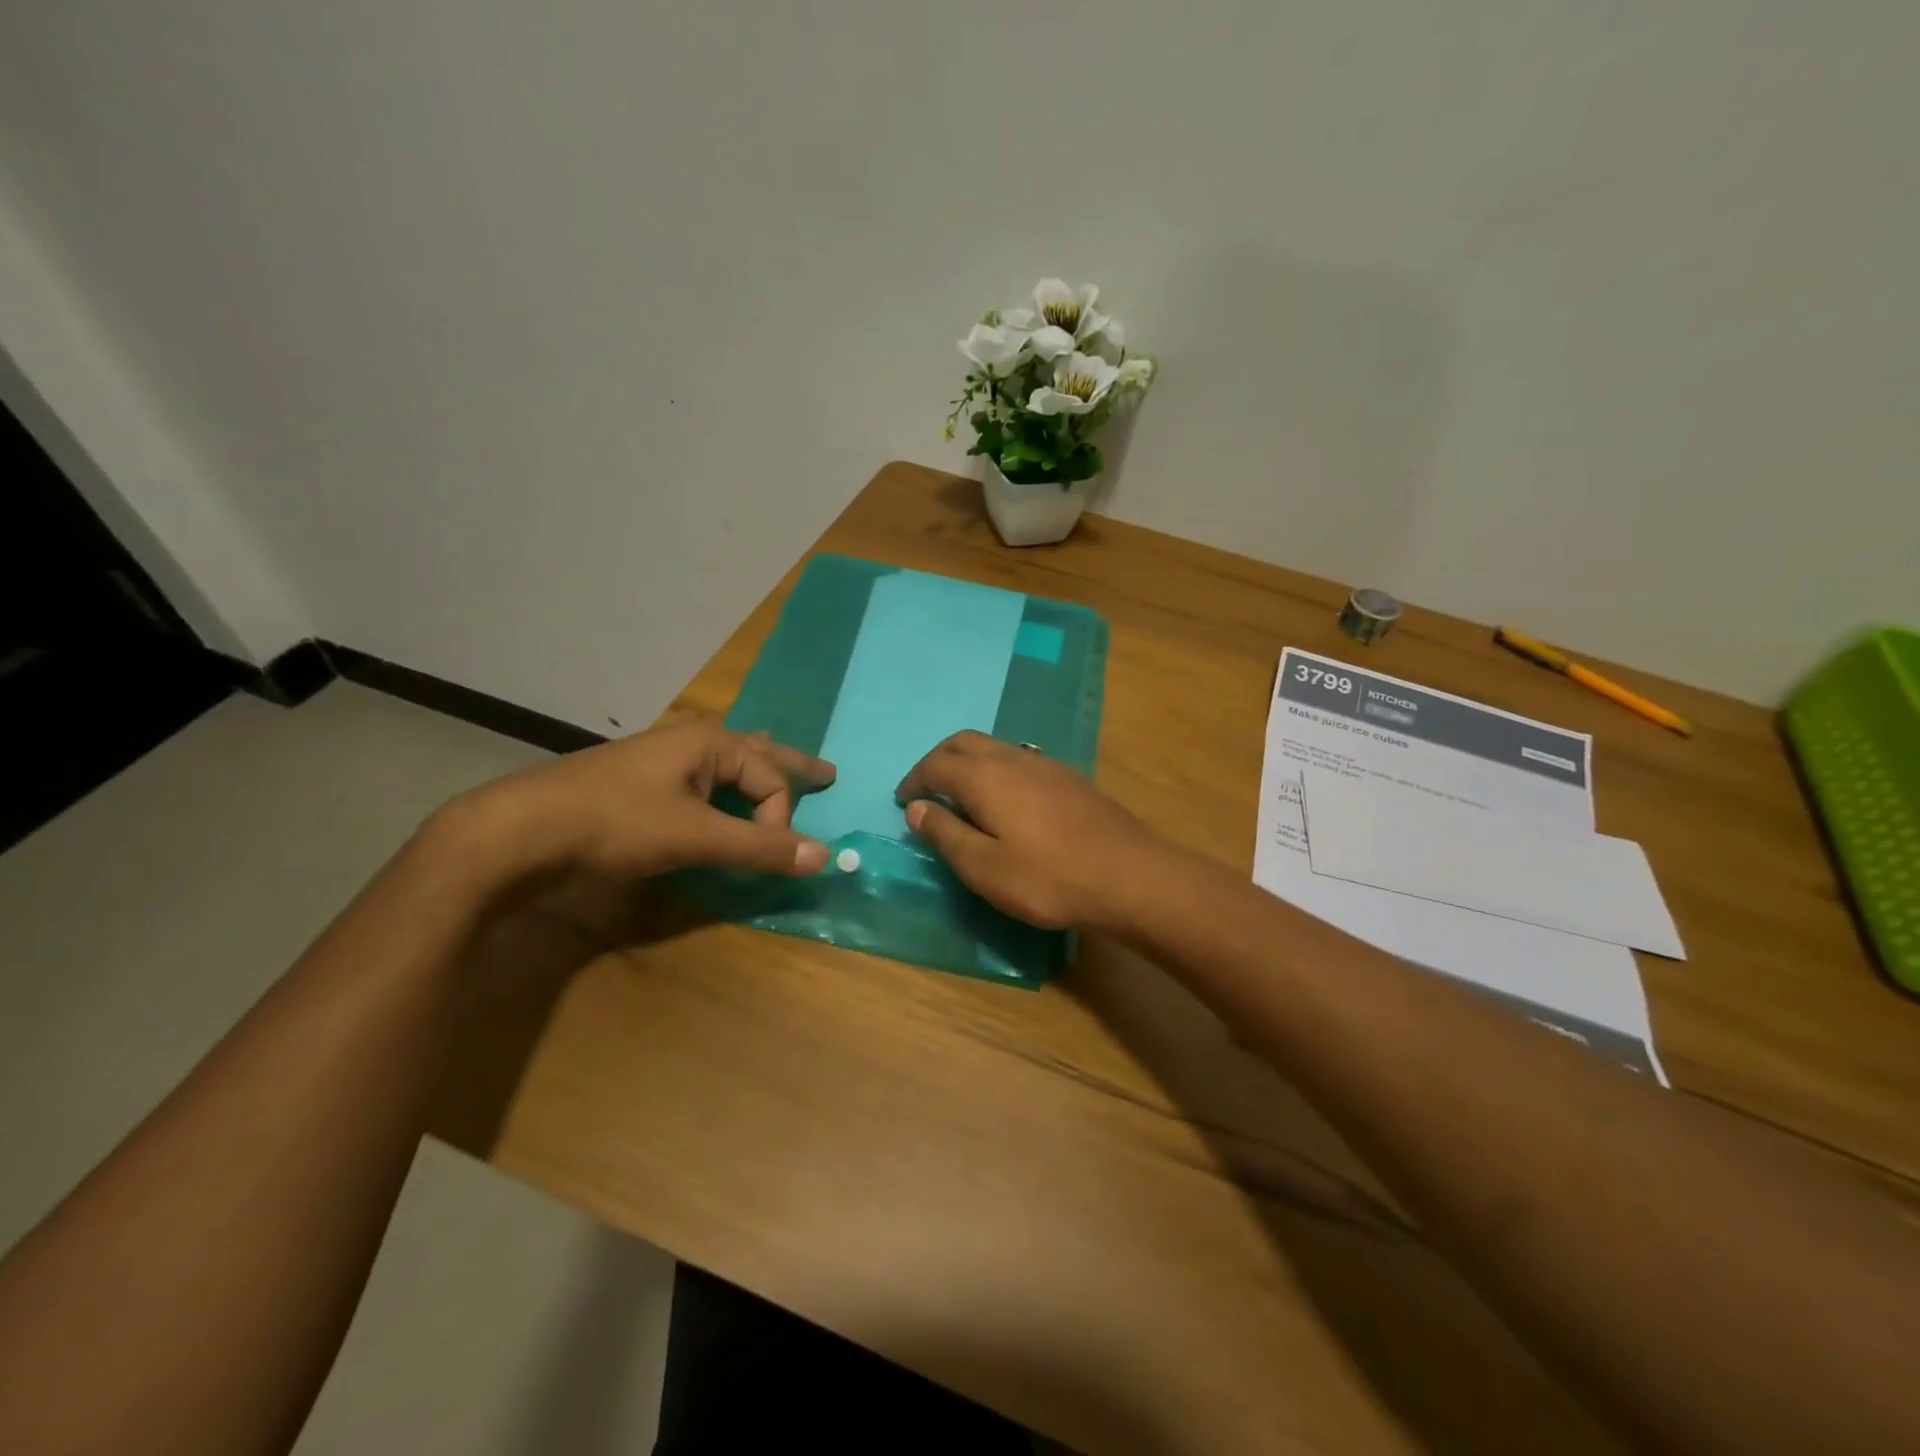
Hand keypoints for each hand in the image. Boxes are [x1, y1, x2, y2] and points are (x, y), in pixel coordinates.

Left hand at [454, 720, 835, 881]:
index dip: (779, 820)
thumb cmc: (615, 823)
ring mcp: (660, 761)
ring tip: (774, 761)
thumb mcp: (695, 836)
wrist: (520, 831)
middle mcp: (690, 742)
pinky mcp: (638, 785)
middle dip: (792, 763)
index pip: (771, 780)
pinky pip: (699, 777)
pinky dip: (722, 784)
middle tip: (827, 771)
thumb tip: (826, 856)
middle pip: (757, 751)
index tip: (766, 856)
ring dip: (755, 767)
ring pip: (724, 761)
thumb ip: (761, 847)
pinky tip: (714, 789)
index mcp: (710, 742)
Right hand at [894, 731, 1166, 931]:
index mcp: (985, 777)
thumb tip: (916, 808)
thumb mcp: (984, 867)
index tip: (904, 802)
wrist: (1128, 876)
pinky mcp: (1069, 778)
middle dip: (938, 761)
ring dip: (969, 762)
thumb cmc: (1047, 877)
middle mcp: (1012, 758)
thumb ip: (945, 834)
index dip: (914, 781)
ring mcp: (1045, 764)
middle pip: (964, 743)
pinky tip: (1006, 800)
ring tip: (962, 795)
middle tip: (927, 790)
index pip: (936, 765)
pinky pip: (1019, 759)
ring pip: (994, 747)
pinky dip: (996, 770)